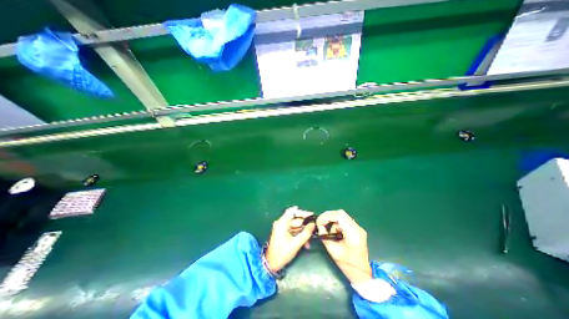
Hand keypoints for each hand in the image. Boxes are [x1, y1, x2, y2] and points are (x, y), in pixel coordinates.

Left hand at [266, 206, 317, 270]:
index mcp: (282, 223)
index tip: (312, 215)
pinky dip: (299, 234)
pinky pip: (293, 230)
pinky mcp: (282, 232)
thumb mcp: (296, 244)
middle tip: (313, 228)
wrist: (271, 264)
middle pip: (295, 219)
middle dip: (305, 225)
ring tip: (309, 240)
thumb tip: (313, 224)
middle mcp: (281, 223)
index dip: (303, 213)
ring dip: (303, 231)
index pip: (293, 212)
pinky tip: (305, 243)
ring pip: (295, 225)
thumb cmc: (282, 253)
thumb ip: (306, 233)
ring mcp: (281, 227)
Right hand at [315, 210, 374, 283]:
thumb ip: (325, 236)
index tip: (319, 222)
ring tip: (328, 230)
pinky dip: (337, 223)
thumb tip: (319, 226)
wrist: (362, 274)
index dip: (327, 216)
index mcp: (353, 233)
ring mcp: (358, 228)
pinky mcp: (357, 230)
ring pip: (342, 216)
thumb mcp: (333, 250)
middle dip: (329, 216)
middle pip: (341, 213)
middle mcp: (357, 228)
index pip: (339, 216)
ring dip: (333, 220)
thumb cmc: (347, 264)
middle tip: (321, 222)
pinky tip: (334, 231)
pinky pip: (345, 221)